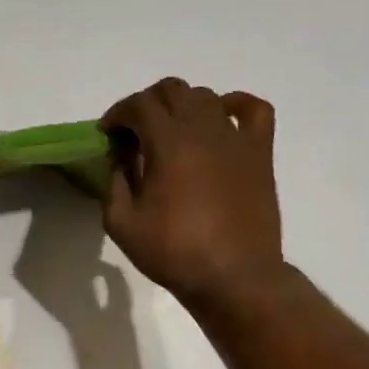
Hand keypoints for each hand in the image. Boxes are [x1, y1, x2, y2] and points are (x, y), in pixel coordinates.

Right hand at [101, 78, 284, 309]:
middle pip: (172, 90)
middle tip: (135, 133)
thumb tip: (120, 155)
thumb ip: (114, 181)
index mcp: (168, 144)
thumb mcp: (121, 223)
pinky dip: (235, 104)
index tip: (108, 134)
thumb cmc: (174, 253)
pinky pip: (254, 109)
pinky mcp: (259, 152)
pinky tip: (222, 119)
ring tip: (172, 133)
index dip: (118, 114)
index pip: (139, 105)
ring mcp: (236, 138)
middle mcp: (203, 130)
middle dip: (146, 104)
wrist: (235, 278)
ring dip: (182, 106)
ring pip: (206, 96)